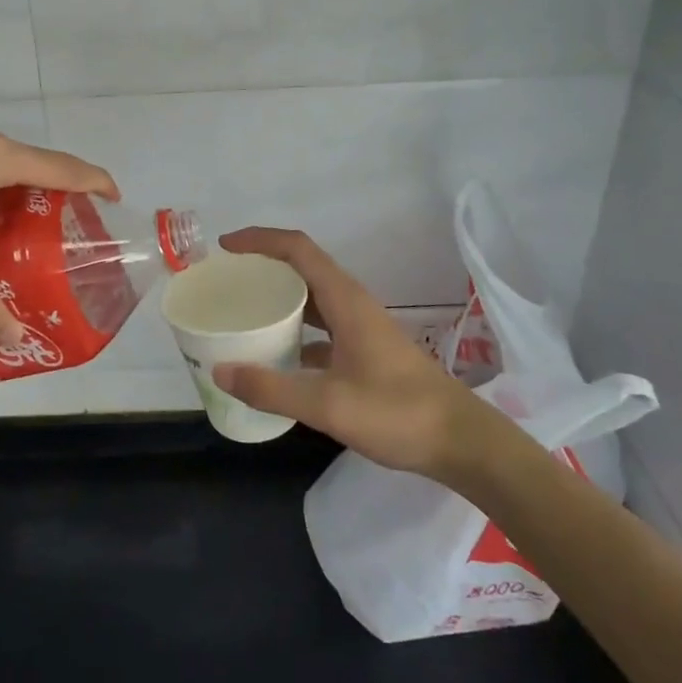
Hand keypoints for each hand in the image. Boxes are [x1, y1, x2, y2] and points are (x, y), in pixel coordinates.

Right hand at [210, 228, 525, 483]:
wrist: (461, 442)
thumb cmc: (398, 414)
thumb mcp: (328, 405)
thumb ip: (272, 389)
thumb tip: (220, 371)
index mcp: (345, 300)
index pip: (297, 249)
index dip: (259, 240)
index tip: (225, 247)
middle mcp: (352, 304)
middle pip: (302, 268)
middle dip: (263, 267)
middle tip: (227, 283)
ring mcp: (361, 327)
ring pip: (313, 298)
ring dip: (279, 298)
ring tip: (244, 313)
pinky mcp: (366, 350)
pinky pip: (322, 326)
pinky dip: (295, 330)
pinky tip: (277, 357)